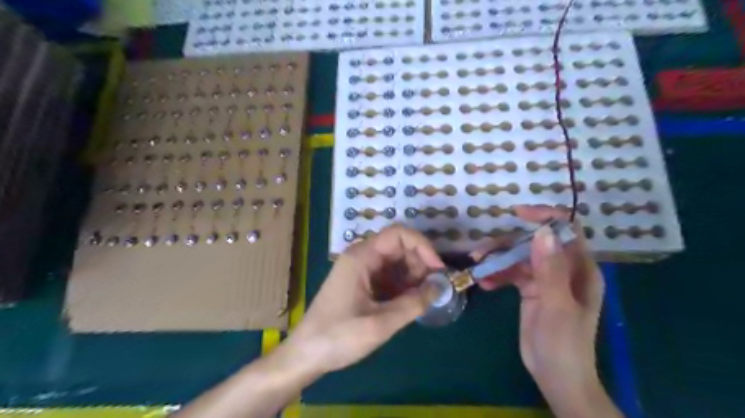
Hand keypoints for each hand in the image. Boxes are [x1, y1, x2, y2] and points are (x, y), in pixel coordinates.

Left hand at [287, 225, 444, 375]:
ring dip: (413, 275)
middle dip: (420, 263)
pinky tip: (410, 302)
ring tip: (423, 298)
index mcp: (361, 257)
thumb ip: (412, 304)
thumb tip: (439, 288)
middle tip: (433, 288)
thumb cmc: (338, 337)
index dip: (422, 246)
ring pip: (395, 261)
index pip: (398, 234)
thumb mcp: (379, 324)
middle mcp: (361, 256)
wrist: (306, 354)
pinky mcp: (362, 283)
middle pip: (399, 246)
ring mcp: (361, 270)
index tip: (438, 269)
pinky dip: (403, 285)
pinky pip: (388, 275)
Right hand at [470, 206, 617, 417]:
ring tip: (477, 267)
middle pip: (534, 243)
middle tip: (481, 252)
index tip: (518, 213)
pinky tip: (485, 283)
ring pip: (519, 257)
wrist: (556, 378)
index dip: (545, 217)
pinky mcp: (530, 290)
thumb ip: (550, 269)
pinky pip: (511, 274)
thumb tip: (542, 231)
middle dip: (508, 244)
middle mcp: (563, 269)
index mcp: (580, 269)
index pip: (566, 231)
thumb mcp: (557, 307)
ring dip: (498, 260)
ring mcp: (545, 279)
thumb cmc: (564, 345)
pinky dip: (498, 275)